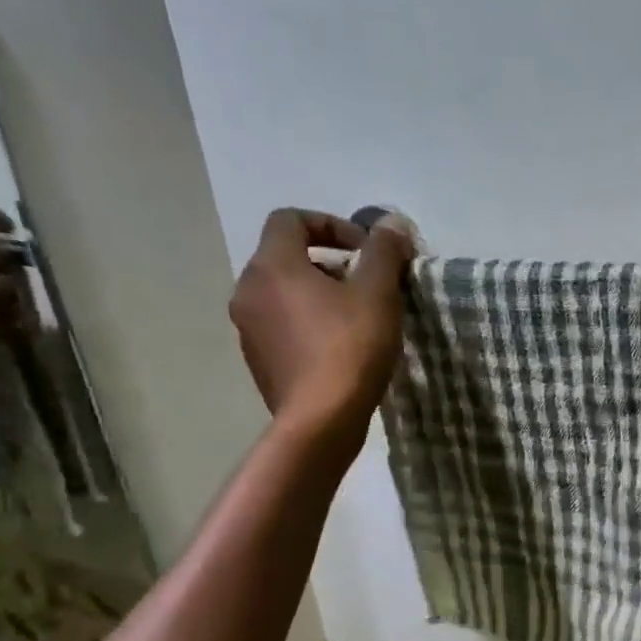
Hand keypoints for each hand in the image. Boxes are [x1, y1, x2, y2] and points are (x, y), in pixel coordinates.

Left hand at [229, 208, 415, 432]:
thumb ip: (384, 251)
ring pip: (284, 295)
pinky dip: (309, 325)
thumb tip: (392, 223)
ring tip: (358, 320)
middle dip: (330, 264)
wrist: (321, 421)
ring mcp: (248, 328)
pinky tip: (341, 350)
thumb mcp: (378, 293)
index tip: (366, 252)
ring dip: (319, 296)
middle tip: (368, 286)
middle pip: (286, 257)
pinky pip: (283, 327)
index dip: (332, 225)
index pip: (291, 219)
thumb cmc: (350, 348)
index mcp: (272, 265)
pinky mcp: (258, 361)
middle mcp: (248, 289)